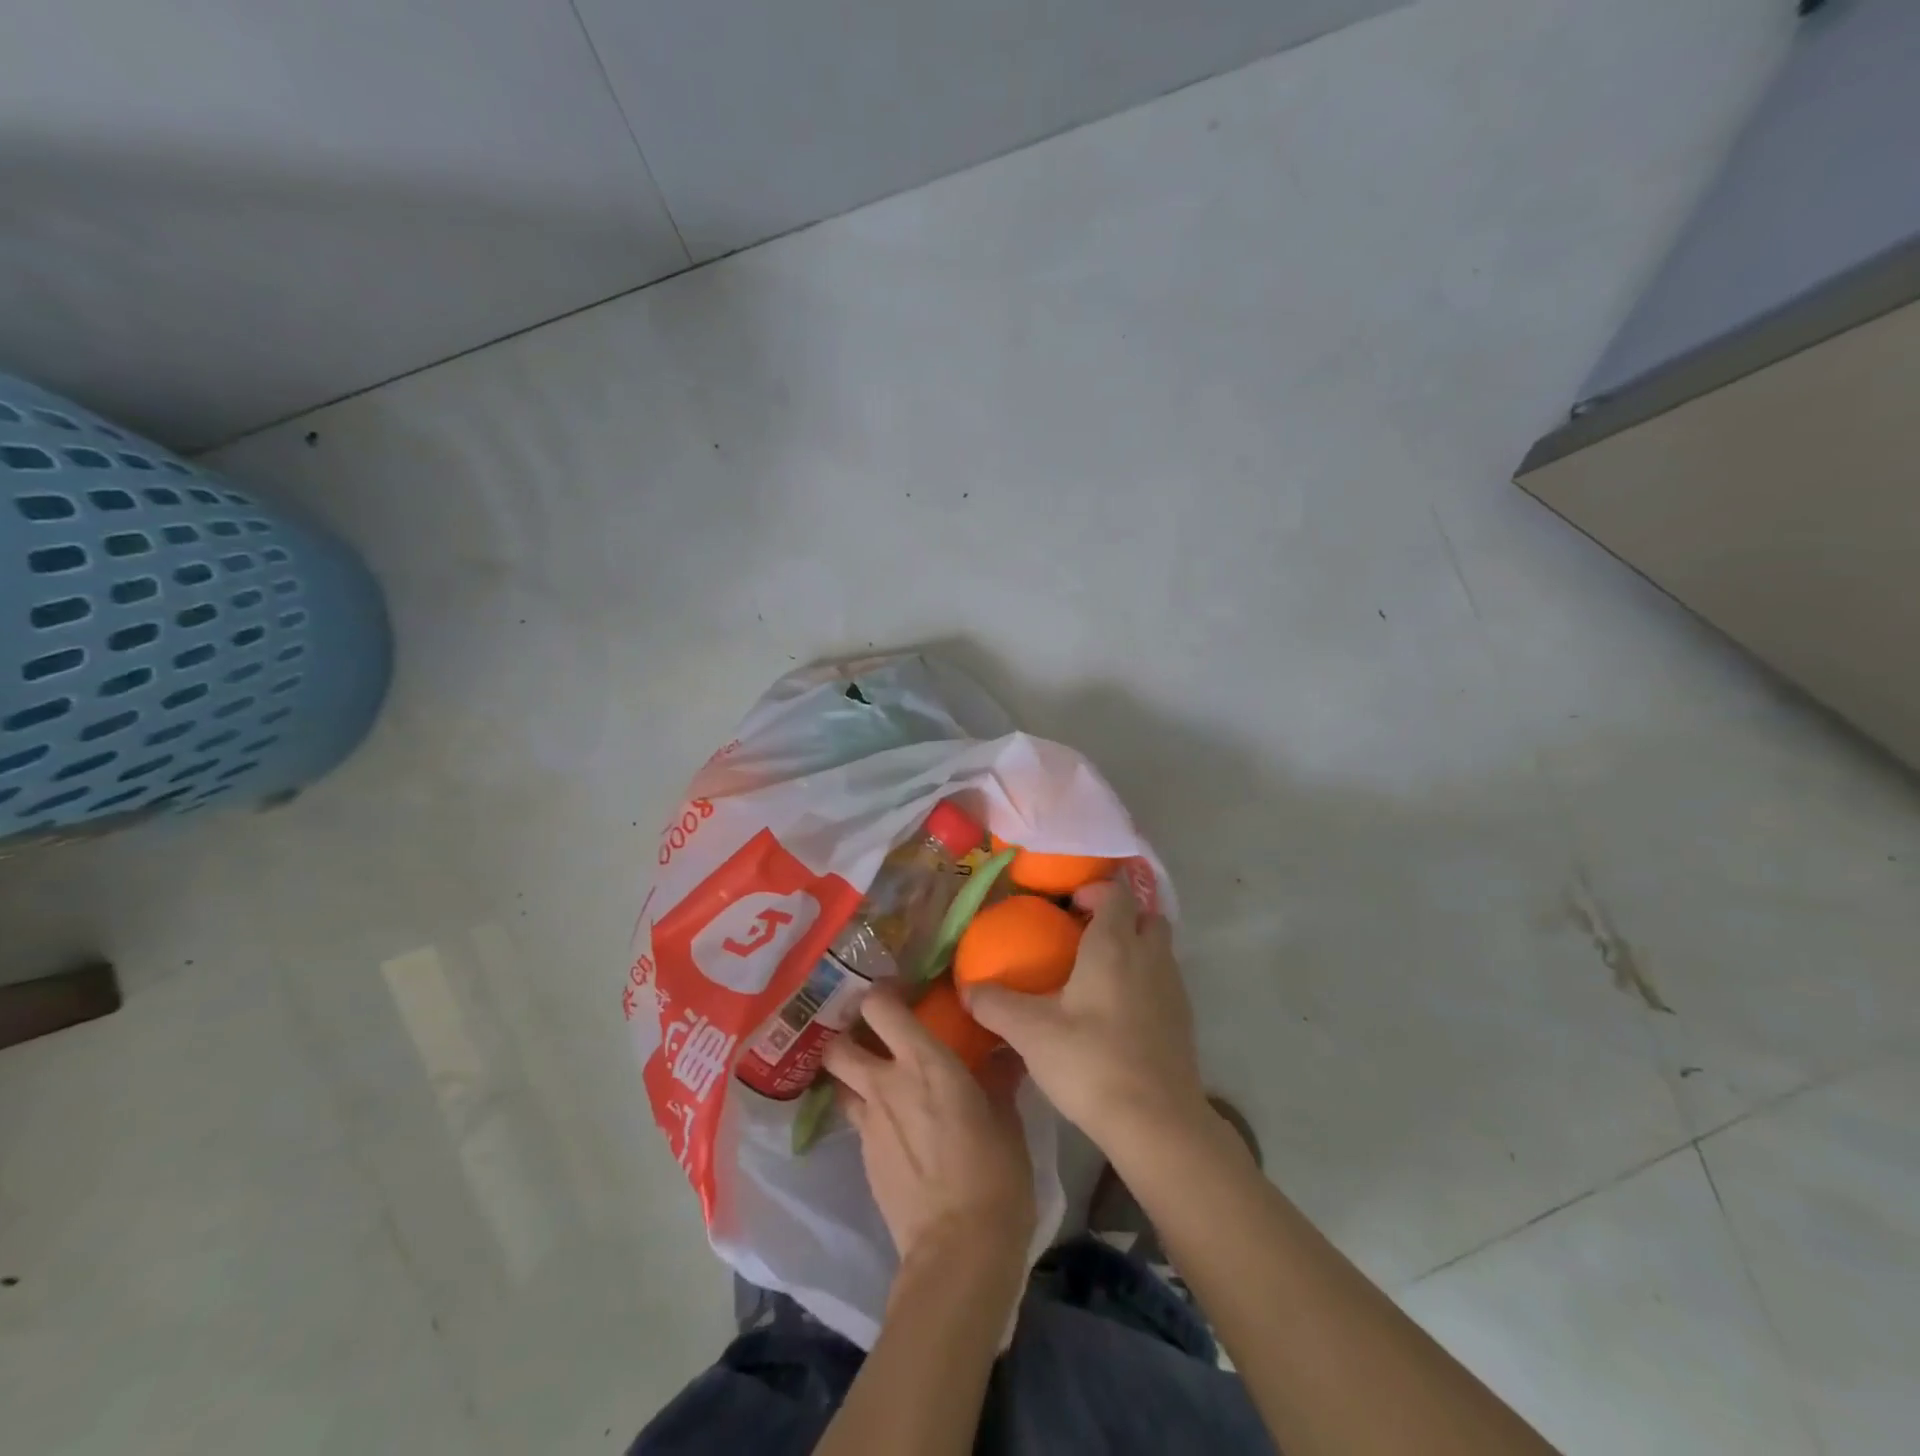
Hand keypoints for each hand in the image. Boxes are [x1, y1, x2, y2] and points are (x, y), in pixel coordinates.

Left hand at [824, 985, 1035, 1270]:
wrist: (959, 1250)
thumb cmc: (994, 1173)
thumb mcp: (1006, 1118)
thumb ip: (997, 1079)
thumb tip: (1003, 1055)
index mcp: (924, 1062)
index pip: (879, 1006)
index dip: (881, 993)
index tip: (899, 993)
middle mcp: (886, 1084)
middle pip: (838, 1043)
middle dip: (846, 1033)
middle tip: (871, 1034)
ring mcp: (868, 1124)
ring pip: (840, 1082)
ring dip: (851, 1075)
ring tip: (877, 1079)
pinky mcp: (863, 1159)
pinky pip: (857, 1120)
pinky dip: (868, 1113)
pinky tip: (895, 1129)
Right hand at [965, 878, 1208, 1151]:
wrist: (1157, 1123)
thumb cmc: (1091, 1062)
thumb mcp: (1031, 1033)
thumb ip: (995, 1004)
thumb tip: (968, 989)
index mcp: (1114, 945)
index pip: (1116, 892)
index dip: (1095, 889)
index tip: (1068, 906)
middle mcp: (1149, 956)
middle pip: (1145, 915)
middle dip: (1120, 916)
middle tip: (1085, 936)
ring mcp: (1173, 987)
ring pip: (1158, 948)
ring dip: (1135, 948)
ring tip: (1098, 974)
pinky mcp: (1183, 1019)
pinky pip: (1164, 980)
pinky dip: (1145, 980)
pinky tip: (1117, 1013)